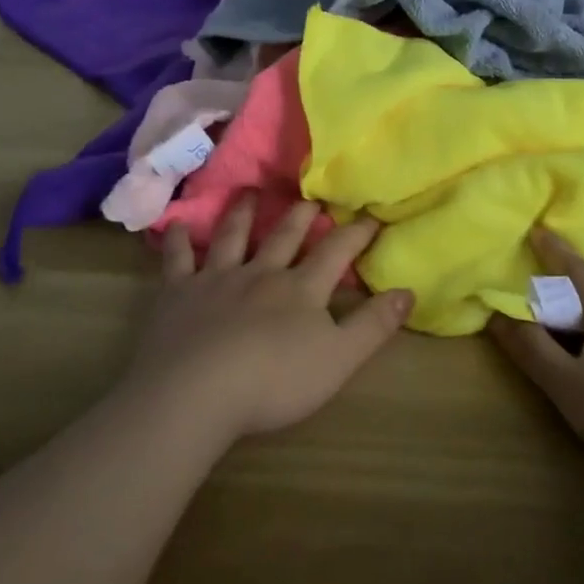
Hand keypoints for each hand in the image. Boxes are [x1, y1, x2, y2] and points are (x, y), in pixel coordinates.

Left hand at [118, 195, 413, 450]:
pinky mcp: (178, 293)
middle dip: (301, 215)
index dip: (356, 233)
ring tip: (250, 192)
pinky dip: (178, 241)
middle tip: (309, 195)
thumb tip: (408, 290)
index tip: (371, 214)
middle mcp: (261, 273)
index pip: (335, 252)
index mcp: (300, 289)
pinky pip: (178, 261)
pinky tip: (176, 226)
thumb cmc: (273, 381)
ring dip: (243, 213)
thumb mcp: (338, 359)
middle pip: (284, 235)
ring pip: (232, 237)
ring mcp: (217, 279)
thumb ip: (373, 325)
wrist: (194, 392)